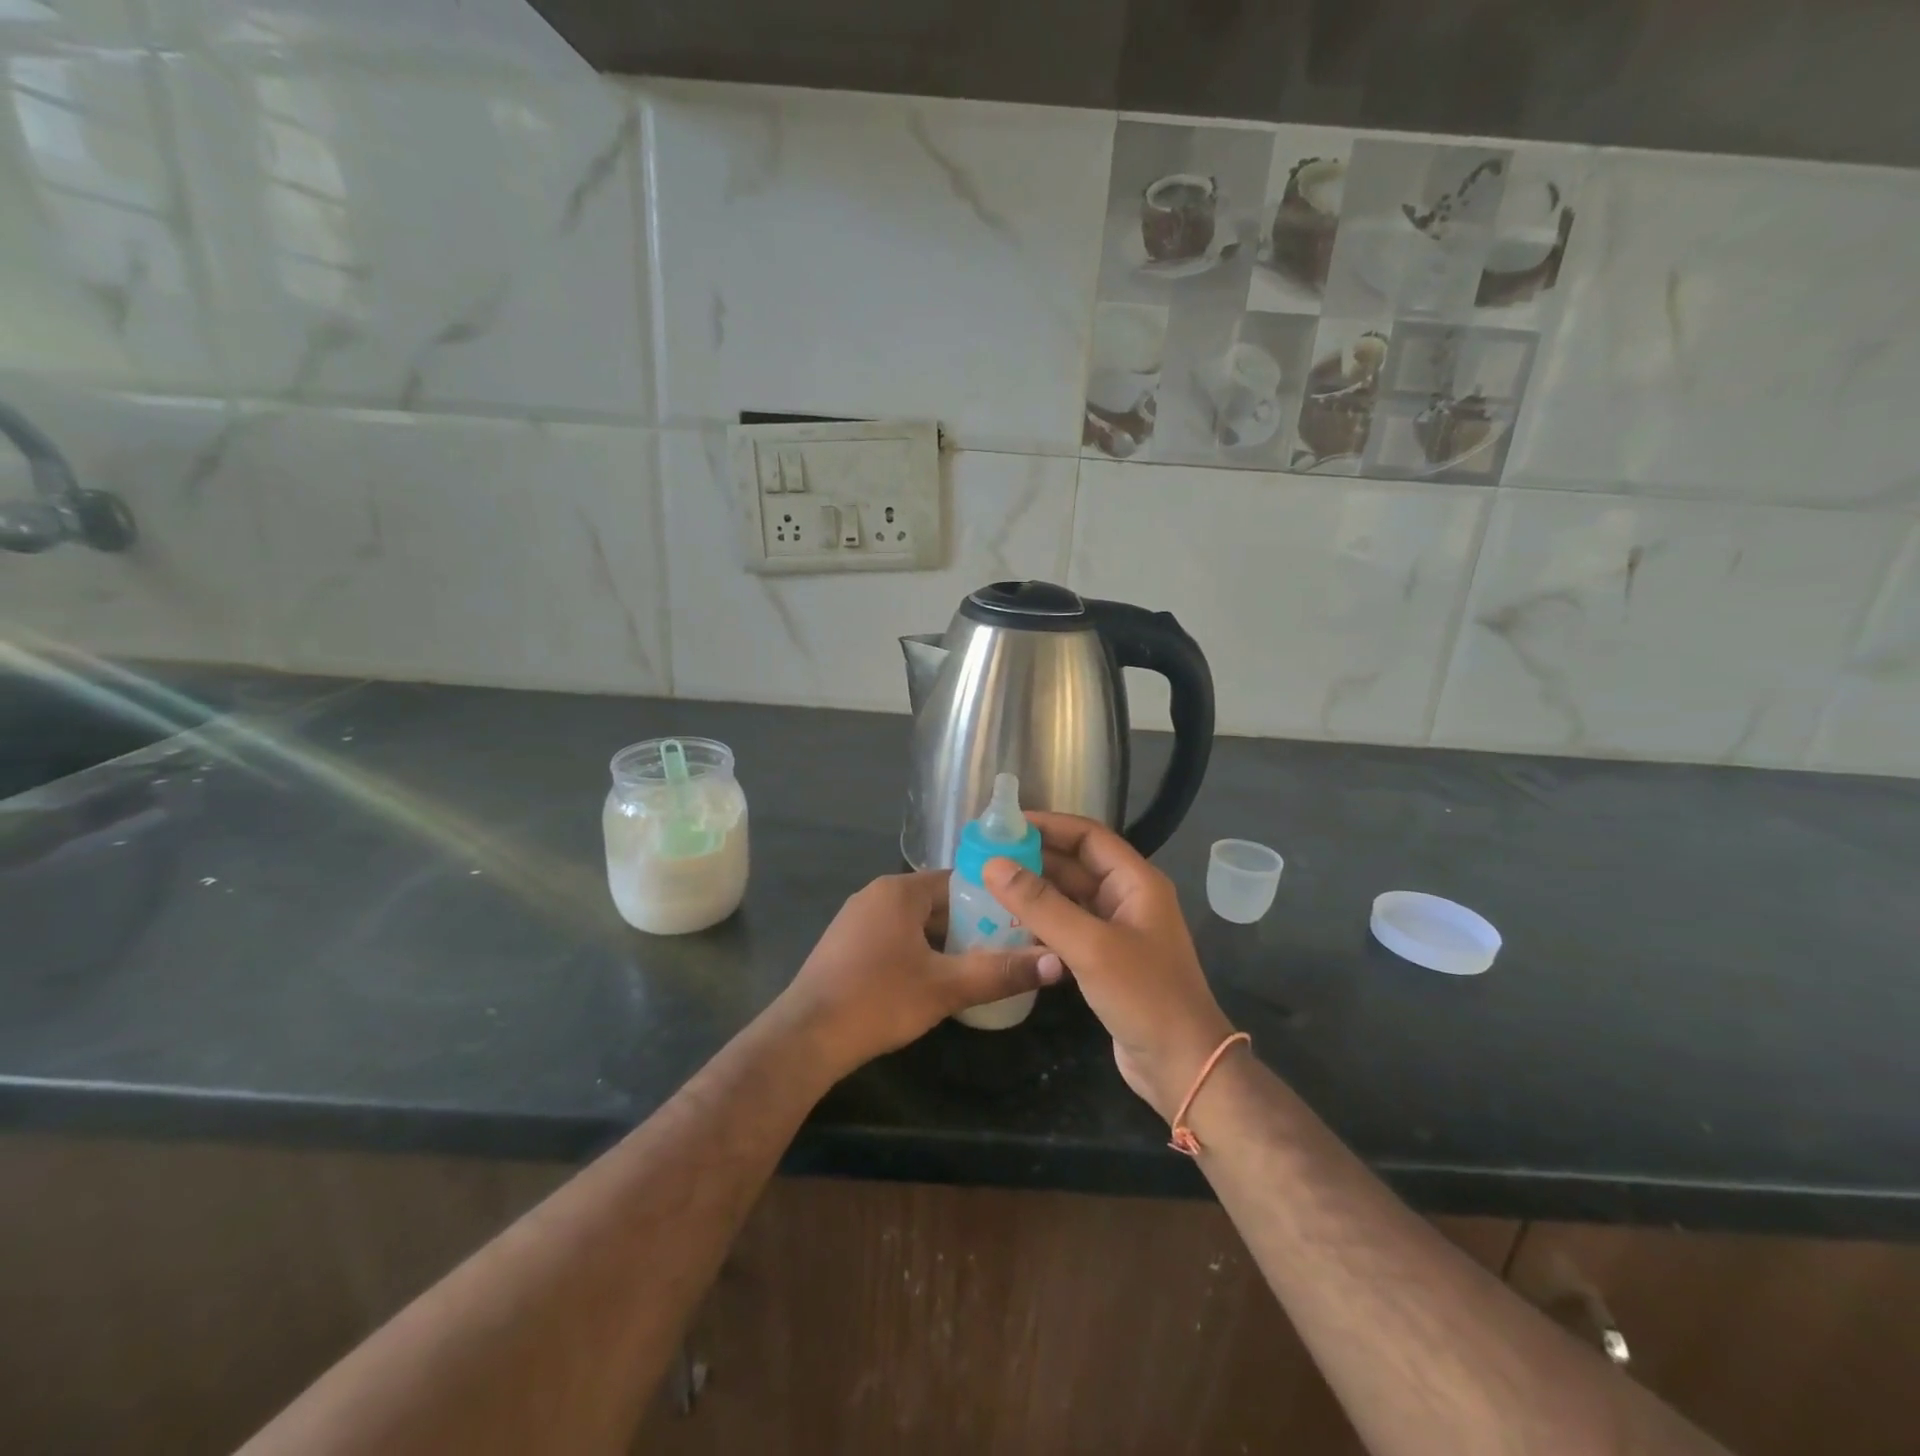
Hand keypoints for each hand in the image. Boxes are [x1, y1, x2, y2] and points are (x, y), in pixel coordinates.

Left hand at [773, 870, 1059, 1077]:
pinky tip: (934, 980)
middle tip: (1006, 949)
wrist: (806, 1038)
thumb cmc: (879, 1000)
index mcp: (900, 890)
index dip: (992, 900)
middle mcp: (876, 894)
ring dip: (944, 941)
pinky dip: (918, 951)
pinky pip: (894, 937)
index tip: (1019, 922)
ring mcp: (856, 919)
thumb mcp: (946, 987)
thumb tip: (1058, 962)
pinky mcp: (845, 945)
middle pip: (937, 902)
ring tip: (978, 966)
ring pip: (915, 922)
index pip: (958, 880)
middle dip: (970, 924)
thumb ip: (1001, 972)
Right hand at [983, 814, 1232, 1120]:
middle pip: (1076, 864)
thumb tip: (993, 864)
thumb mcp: (1090, 945)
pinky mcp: (1105, 959)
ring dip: (1034, 891)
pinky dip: (1040, 923)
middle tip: (987, 856)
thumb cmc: (1143, 996)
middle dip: (1034, 858)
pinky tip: (1008, 926)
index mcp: (1136, 882)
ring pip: (1069, 898)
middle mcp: (1127, 898)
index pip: (1089, 836)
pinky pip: (1068, 928)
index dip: (1049, 825)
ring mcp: (1116, 930)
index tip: (1005, 824)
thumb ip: (1041, 904)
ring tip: (988, 886)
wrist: (1181, 1067)